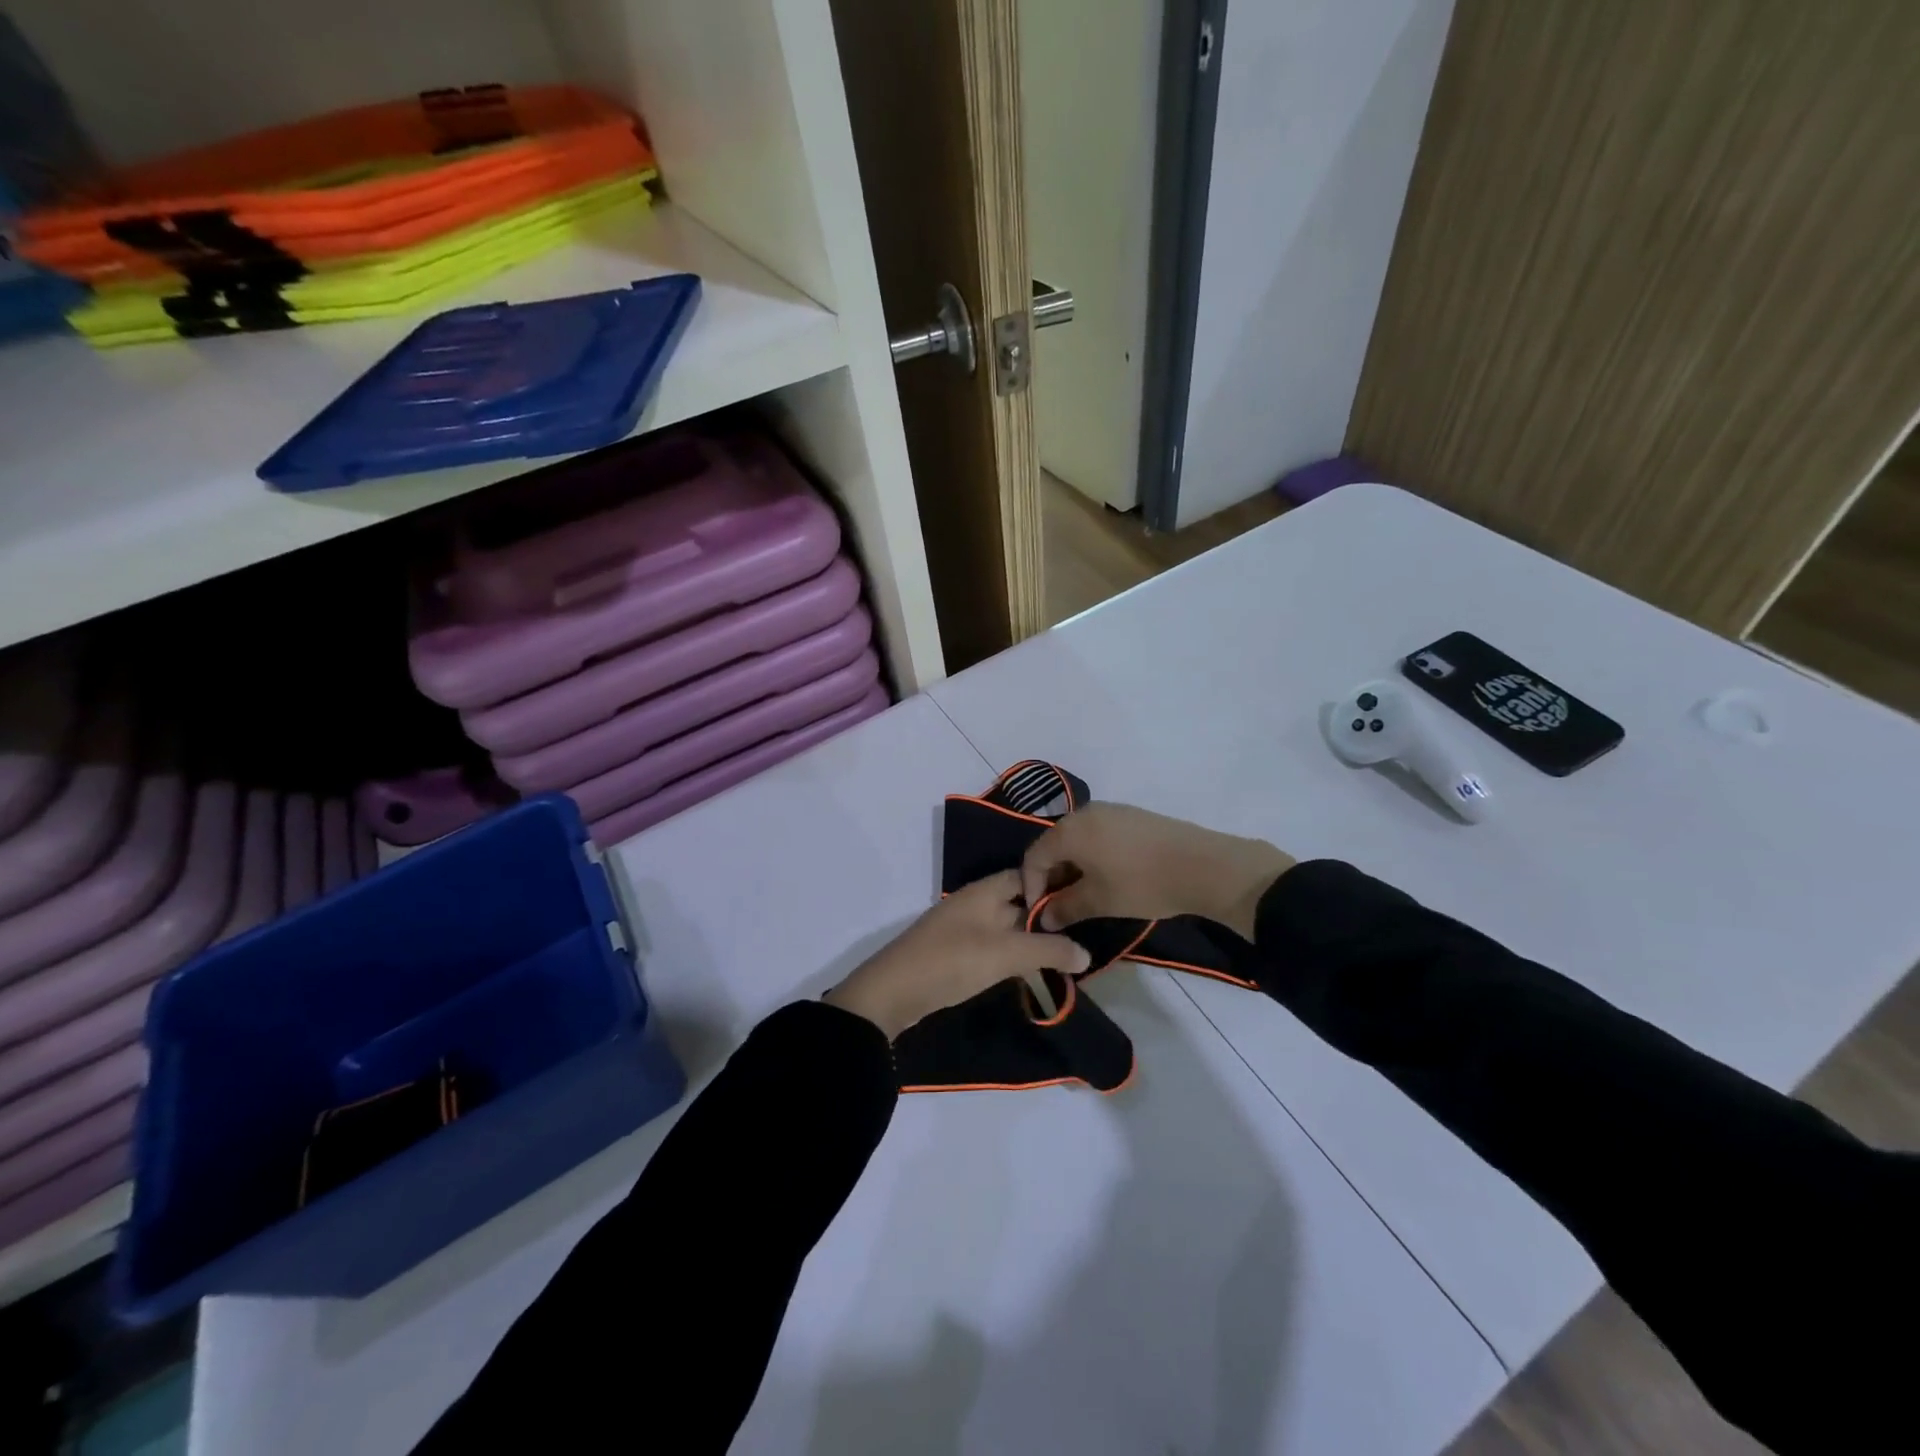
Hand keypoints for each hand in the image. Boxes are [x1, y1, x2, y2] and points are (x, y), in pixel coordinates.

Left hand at [823, 871, 1091, 1038]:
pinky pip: (994, 947)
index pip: (1026, 875)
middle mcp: (975, 904)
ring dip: (1032, 940)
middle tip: (1085, 931)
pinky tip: (1032, 972)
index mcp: (984, 891)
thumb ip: (1048, 951)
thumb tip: (1087, 954)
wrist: (892, 993)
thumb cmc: (952, 961)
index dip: (1054, 882)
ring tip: (1067, 955)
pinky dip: (1014, 955)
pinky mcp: (957, 955)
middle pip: (1018, 903)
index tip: (1084, 897)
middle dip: (1047, 917)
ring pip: (1007, 927)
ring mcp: (964, 929)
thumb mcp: (1005, 953)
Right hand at [1020, 803, 1294, 939]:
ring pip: (1078, 840)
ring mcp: (1111, 810)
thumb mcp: (1099, 902)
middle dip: (1052, 877)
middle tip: (1060, 906)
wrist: (1203, 865)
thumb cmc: (1141, 884)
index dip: (1030, 886)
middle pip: (1055, 845)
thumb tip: (1045, 918)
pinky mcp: (1132, 816)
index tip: (1040, 913)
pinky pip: (1099, 835)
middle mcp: (1085, 812)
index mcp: (1069, 830)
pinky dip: (1093, 856)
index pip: (1034, 856)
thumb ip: (1065, 908)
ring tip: (1085, 895)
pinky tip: (1108, 877)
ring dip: (1073, 867)